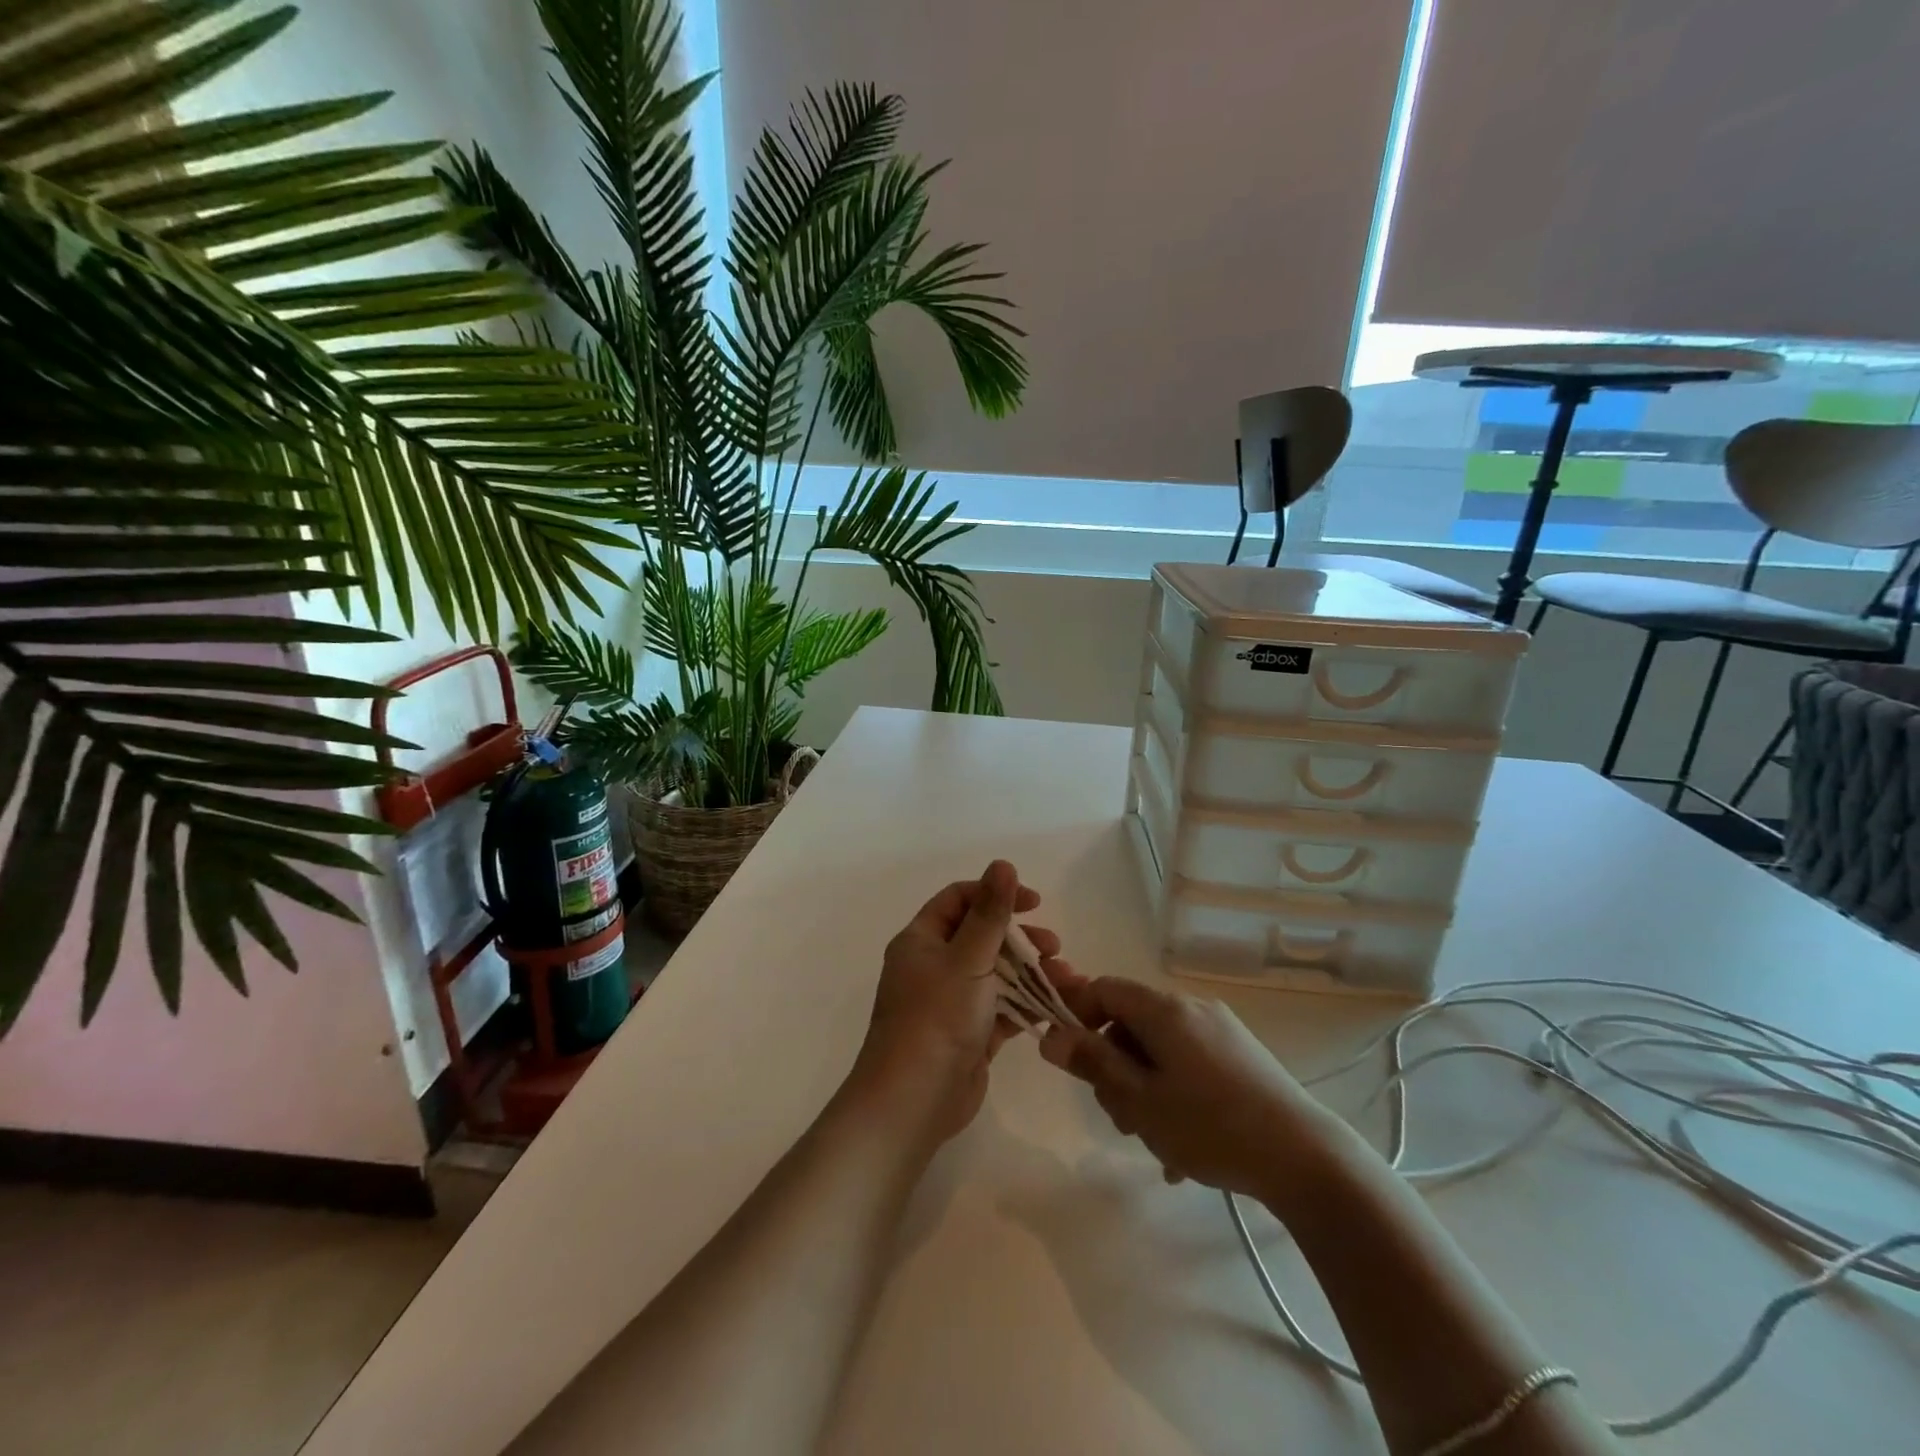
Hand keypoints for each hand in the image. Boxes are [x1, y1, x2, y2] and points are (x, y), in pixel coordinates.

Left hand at [848, 861, 1058, 1148]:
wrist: (914, 1100)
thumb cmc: (936, 1017)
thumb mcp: (967, 958)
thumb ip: (990, 913)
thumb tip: (1003, 864)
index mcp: (921, 941)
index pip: (959, 900)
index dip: (995, 894)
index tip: (1033, 902)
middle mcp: (934, 966)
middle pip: (982, 937)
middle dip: (1021, 939)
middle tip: (1054, 946)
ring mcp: (952, 1002)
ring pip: (997, 974)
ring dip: (1032, 973)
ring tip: (1067, 978)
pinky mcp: (970, 1034)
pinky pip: (1003, 1009)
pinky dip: (1028, 1005)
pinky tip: (1058, 1006)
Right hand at [1038, 972, 1333, 1200]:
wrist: (1305, 1158)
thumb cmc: (1210, 1126)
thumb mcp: (1139, 1101)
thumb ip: (1092, 1064)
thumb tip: (1050, 1035)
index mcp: (1163, 1009)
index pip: (1103, 988)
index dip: (1077, 1015)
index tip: (1071, 1058)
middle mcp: (1191, 1007)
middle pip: (1131, 1021)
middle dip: (1114, 1063)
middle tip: (1119, 1115)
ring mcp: (1220, 1030)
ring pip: (1159, 1047)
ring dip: (1143, 1085)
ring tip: (1154, 1138)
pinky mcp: (1241, 1056)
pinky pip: (1188, 1063)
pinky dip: (1174, 1092)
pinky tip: (1182, 1146)